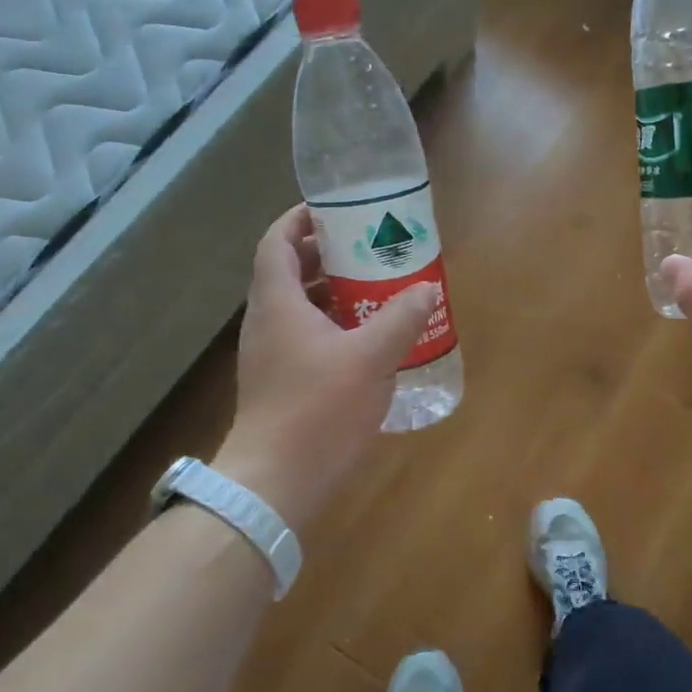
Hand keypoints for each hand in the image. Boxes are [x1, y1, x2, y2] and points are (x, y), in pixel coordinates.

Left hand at [212, 205, 437, 529]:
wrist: (276, 482)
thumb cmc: (318, 409)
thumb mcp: (371, 359)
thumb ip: (401, 319)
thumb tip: (426, 290)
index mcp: (277, 303)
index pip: (275, 241)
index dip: (299, 218)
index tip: (334, 209)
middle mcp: (266, 322)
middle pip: (288, 270)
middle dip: (325, 253)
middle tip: (367, 246)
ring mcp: (269, 354)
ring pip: (298, 306)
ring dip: (331, 291)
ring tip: (373, 287)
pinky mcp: (279, 381)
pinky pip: (304, 335)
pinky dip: (331, 324)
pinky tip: (365, 339)